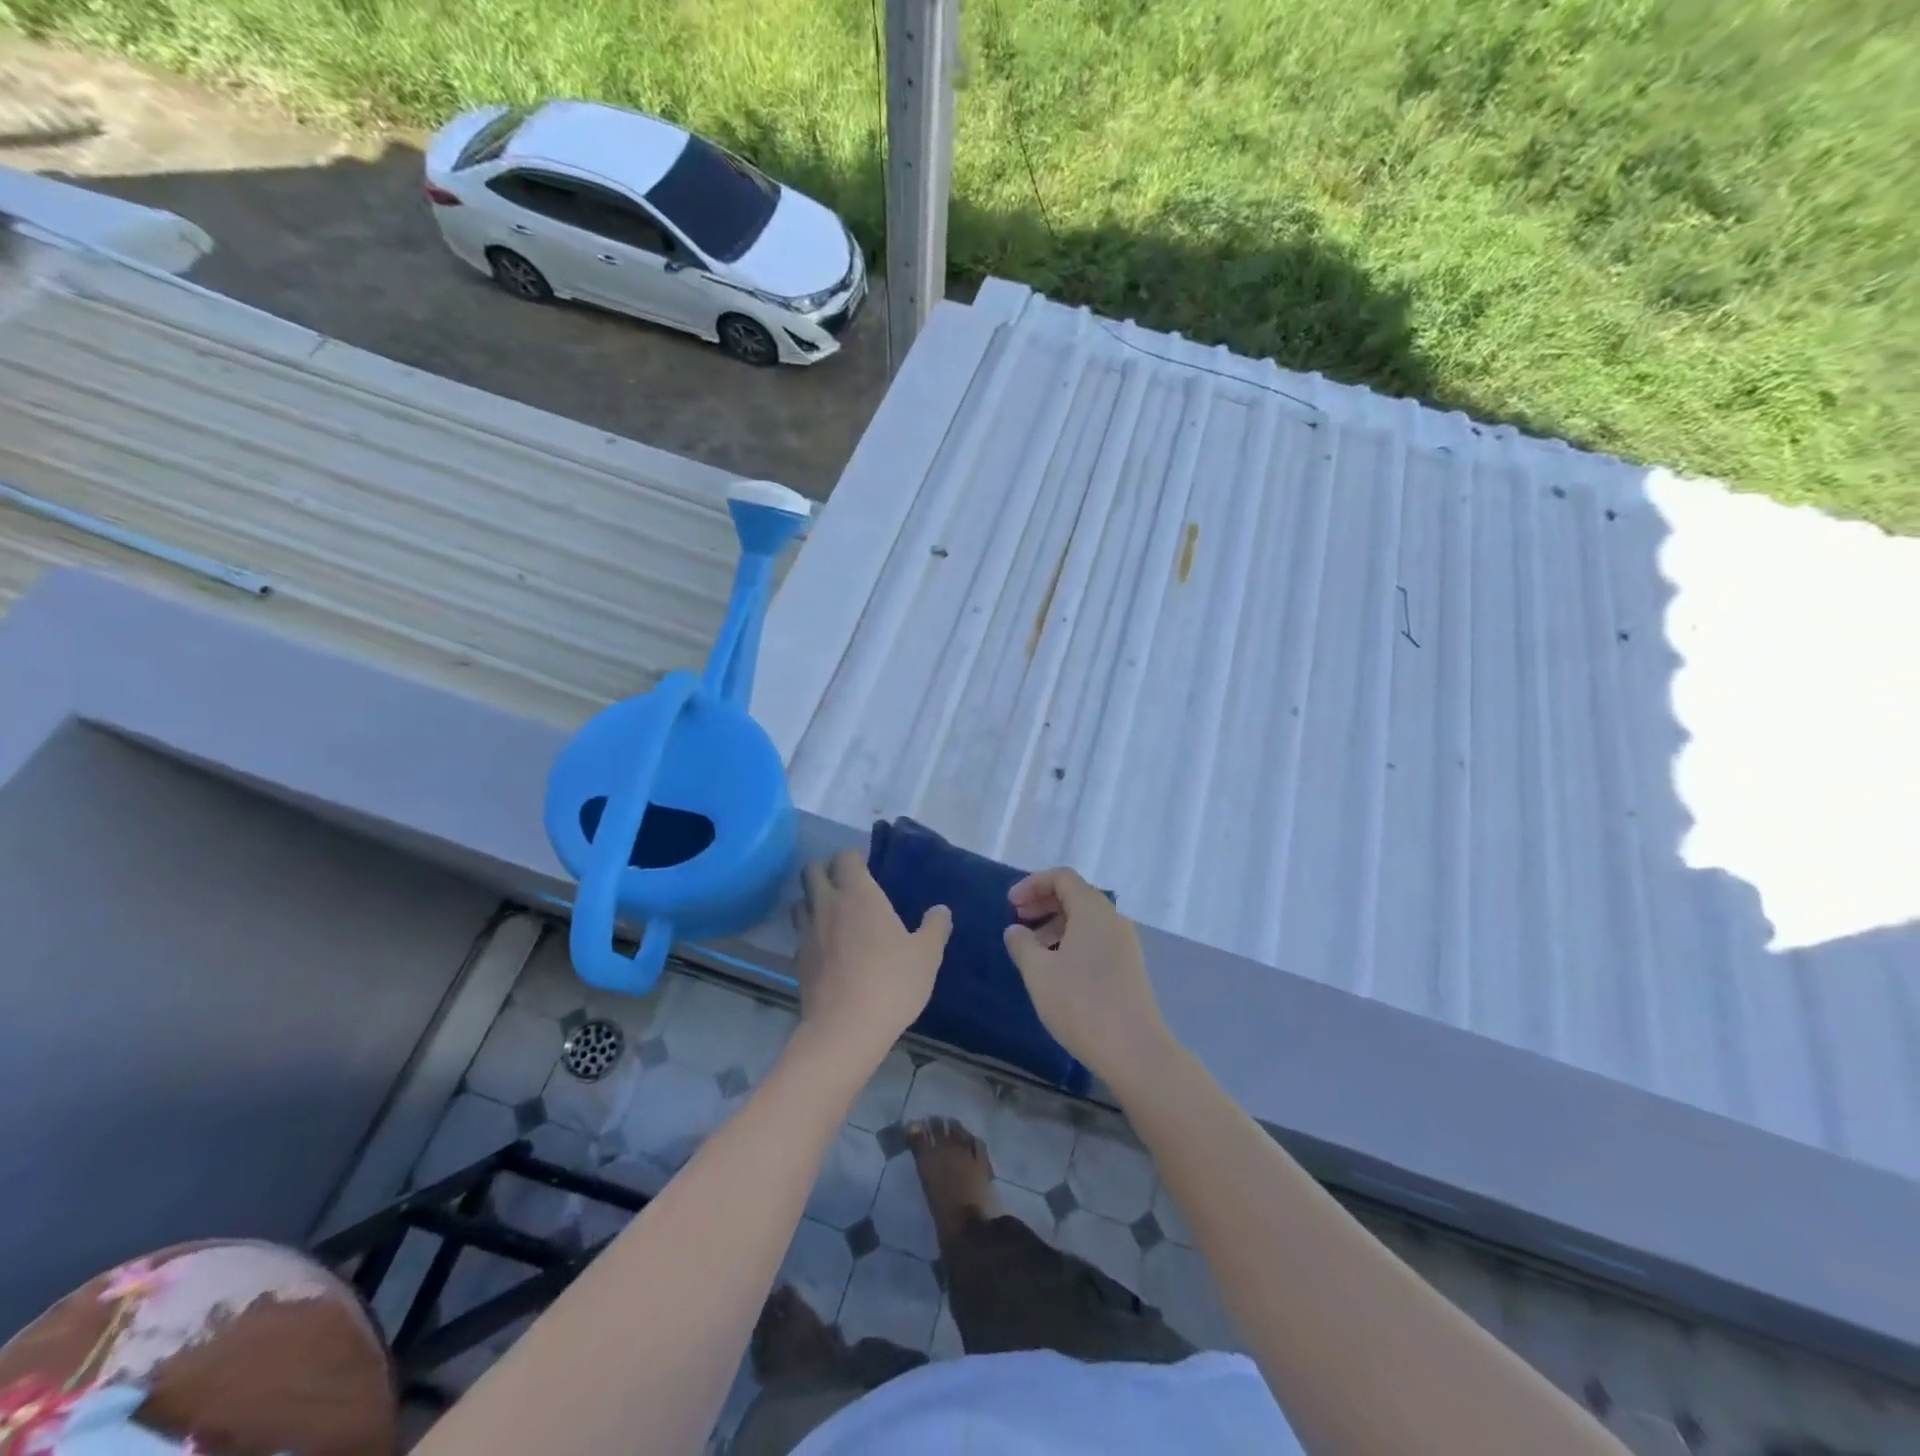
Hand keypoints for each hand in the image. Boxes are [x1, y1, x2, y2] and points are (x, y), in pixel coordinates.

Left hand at [792, 850, 950, 1057]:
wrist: (845, 1029)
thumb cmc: (891, 982)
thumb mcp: (927, 955)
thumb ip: (935, 927)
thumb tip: (941, 910)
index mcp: (859, 895)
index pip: (845, 857)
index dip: (854, 857)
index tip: (867, 866)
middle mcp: (828, 905)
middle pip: (811, 871)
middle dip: (825, 870)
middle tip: (846, 885)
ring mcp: (808, 932)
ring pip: (800, 901)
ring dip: (813, 900)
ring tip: (832, 914)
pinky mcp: (798, 960)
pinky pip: (800, 934)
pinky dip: (810, 932)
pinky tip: (827, 949)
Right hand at [1003, 868, 1173, 1080]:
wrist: (1135, 1051)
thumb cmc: (1081, 1004)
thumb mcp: (1039, 973)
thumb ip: (1022, 944)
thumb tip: (1016, 930)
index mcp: (1093, 910)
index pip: (1062, 877)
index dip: (1033, 884)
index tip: (1010, 905)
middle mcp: (1113, 919)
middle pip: (1076, 895)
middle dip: (1043, 902)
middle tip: (1017, 921)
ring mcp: (1125, 944)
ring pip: (1086, 919)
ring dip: (1056, 924)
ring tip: (1033, 949)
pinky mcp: (1129, 967)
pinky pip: (1096, 939)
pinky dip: (1072, 941)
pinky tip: (1056, 969)